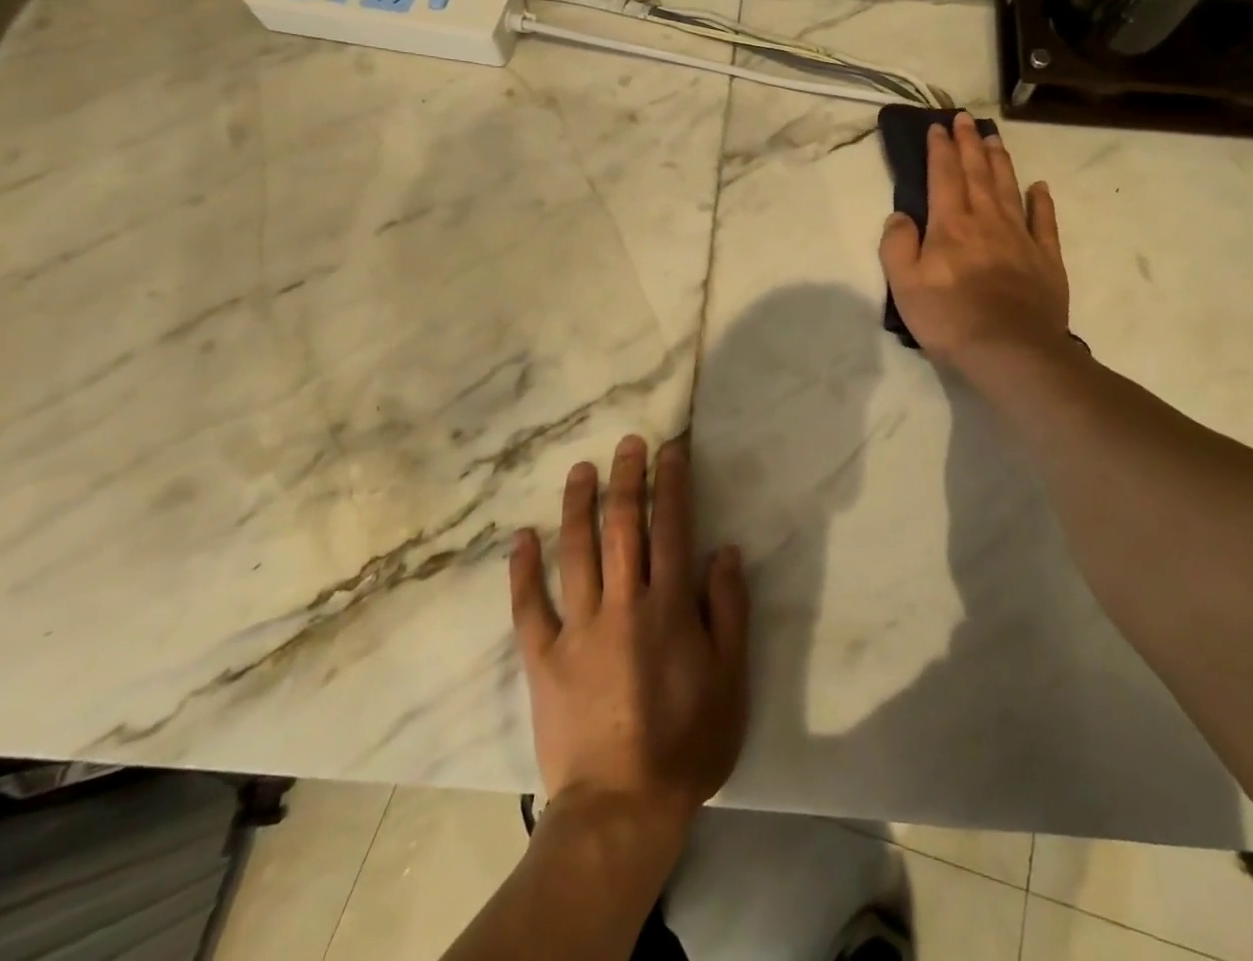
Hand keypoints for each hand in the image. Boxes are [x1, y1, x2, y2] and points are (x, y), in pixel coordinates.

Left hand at [510, 434, 748, 833]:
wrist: (621, 808)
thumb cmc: (686, 743)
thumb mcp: (731, 679)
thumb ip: (729, 610)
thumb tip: (725, 550)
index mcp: (669, 606)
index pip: (671, 528)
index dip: (671, 484)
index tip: (670, 449)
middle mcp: (622, 603)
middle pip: (622, 527)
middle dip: (627, 479)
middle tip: (627, 442)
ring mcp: (578, 628)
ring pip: (575, 552)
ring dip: (578, 505)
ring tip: (580, 469)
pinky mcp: (543, 658)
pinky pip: (528, 607)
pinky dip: (523, 571)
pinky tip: (521, 538)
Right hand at [878, 112, 1070, 369]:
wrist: (1011, 351)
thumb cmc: (950, 319)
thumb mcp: (904, 285)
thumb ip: (897, 245)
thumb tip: (900, 216)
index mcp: (950, 225)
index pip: (944, 176)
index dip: (941, 149)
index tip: (938, 126)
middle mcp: (986, 220)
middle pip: (977, 173)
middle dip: (970, 143)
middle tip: (966, 119)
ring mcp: (1020, 237)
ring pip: (1009, 188)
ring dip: (1000, 160)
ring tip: (995, 138)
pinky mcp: (1046, 258)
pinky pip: (1044, 221)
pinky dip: (1041, 200)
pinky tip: (1039, 186)